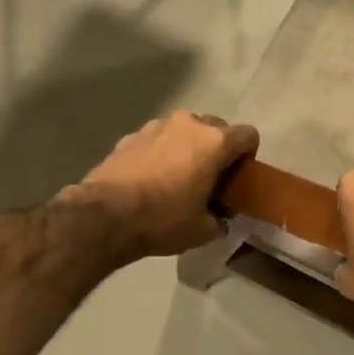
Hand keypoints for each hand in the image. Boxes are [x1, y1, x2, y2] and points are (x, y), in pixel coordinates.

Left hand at [69, 112, 258, 258]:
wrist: (105, 216)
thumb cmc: (163, 219)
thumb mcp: (203, 230)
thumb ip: (220, 220)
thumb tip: (220, 219)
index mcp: (214, 142)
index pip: (249, 135)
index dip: (249, 156)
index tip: (238, 177)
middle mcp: (188, 124)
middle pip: (216, 128)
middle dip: (217, 150)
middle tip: (210, 179)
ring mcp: (156, 126)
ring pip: (184, 131)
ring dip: (187, 149)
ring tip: (177, 178)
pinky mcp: (130, 136)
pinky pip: (157, 140)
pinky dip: (160, 153)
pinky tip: (150, 180)